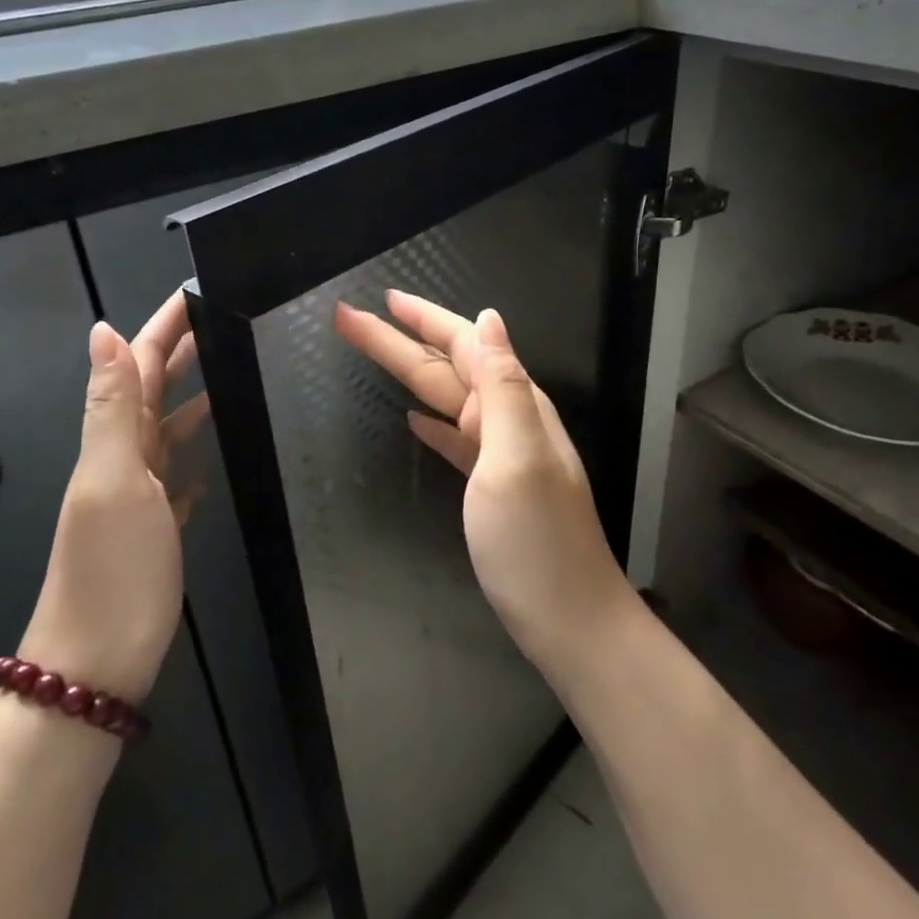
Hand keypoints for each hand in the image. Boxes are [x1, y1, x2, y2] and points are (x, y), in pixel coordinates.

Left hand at [18, 292, 205, 702]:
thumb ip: (112, 407)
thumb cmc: (112, 570)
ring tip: (227, 375)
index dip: (162, 327)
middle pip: (152, 391)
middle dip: (179, 351)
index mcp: (113, 441)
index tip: (192, 292)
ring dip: (190, 397)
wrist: (97, 662)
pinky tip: (211, 453)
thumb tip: (102, 331)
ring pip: (166, 430)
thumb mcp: (113, 480)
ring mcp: (140, 494)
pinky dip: (192, 454)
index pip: (138, 365)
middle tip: (217, 321)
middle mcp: (123, 459)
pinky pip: (176, 475)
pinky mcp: (157, 526)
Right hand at [334, 292, 638, 673]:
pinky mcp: (490, 487)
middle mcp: (508, 421)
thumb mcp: (517, 458)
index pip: (464, 345)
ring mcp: (499, 456)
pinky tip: (415, 419)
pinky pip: (456, 439)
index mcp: (512, 407)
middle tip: (348, 319)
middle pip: (446, 368)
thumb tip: (491, 320)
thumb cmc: (536, 542)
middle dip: (400, 340)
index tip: (383, 299)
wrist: (569, 619)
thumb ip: (503, 387)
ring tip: (373, 353)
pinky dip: (434, 424)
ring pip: (446, 400)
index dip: (424, 319)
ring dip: (408, 375)